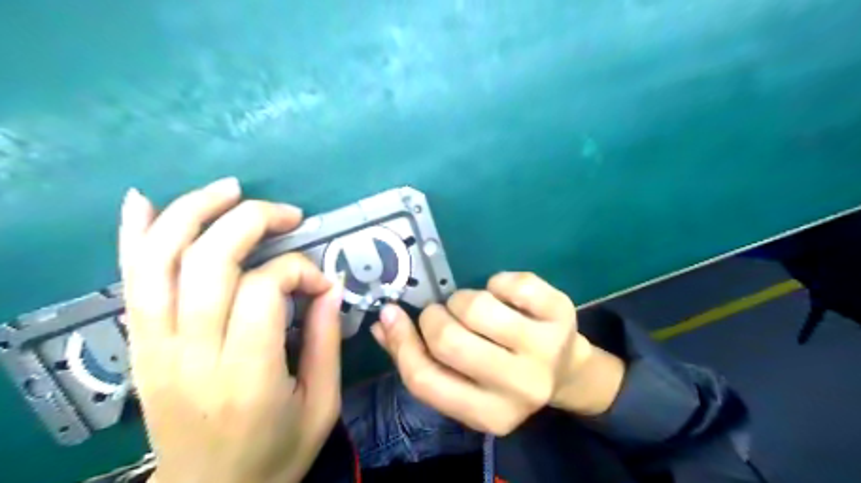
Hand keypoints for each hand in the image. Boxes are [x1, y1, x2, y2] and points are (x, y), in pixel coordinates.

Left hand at [118, 177, 344, 482]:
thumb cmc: (274, 453)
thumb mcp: (321, 405)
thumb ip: (326, 341)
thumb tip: (329, 287)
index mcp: (246, 375)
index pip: (262, 290)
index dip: (298, 271)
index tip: (322, 284)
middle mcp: (191, 354)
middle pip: (208, 261)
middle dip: (252, 221)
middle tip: (289, 216)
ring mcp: (155, 347)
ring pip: (161, 260)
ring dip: (194, 212)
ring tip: (230, 189)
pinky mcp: (141, 346)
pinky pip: (130, 280)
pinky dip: (134, 235)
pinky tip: (144, 200)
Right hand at [370, 273, 627, 435]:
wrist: (566, 370)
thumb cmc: (505, 376)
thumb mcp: (465, 383)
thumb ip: (419, 358)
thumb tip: (382, 323)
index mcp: (489, 415)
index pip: (426, 380)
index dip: (401, 342)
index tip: (390, 313)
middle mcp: (520, 387)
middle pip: (449, 340)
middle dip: (435, 317)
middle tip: (443, 314)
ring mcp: (545, 348)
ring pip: (477, 306)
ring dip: (463, 299)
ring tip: (474, 308)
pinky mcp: (560, 312)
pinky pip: (511, 282)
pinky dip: (497, 282)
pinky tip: (504, 296)